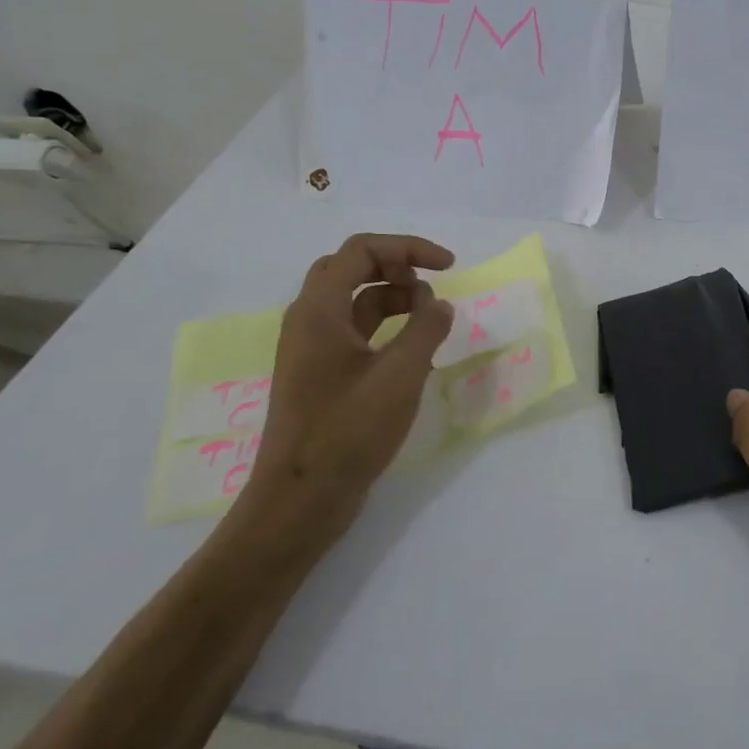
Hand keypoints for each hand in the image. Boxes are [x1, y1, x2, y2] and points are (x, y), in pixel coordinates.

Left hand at [225, 234, 455, 565]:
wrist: (300, 500)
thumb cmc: (348, 430)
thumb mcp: (401, 374)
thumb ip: (427, 329)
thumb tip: (439, 304)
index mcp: (319, 311)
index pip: (361, 251)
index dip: (408, 248)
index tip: (448, 267)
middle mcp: (308, 321)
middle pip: (350, 268)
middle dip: (396, 267)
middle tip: (430, 285)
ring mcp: (310, 349)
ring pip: (352, 300)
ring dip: (392, 297)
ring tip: (429, 318)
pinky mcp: (319, 375)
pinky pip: (353, 331)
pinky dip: (384, 327)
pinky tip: (413, 349)